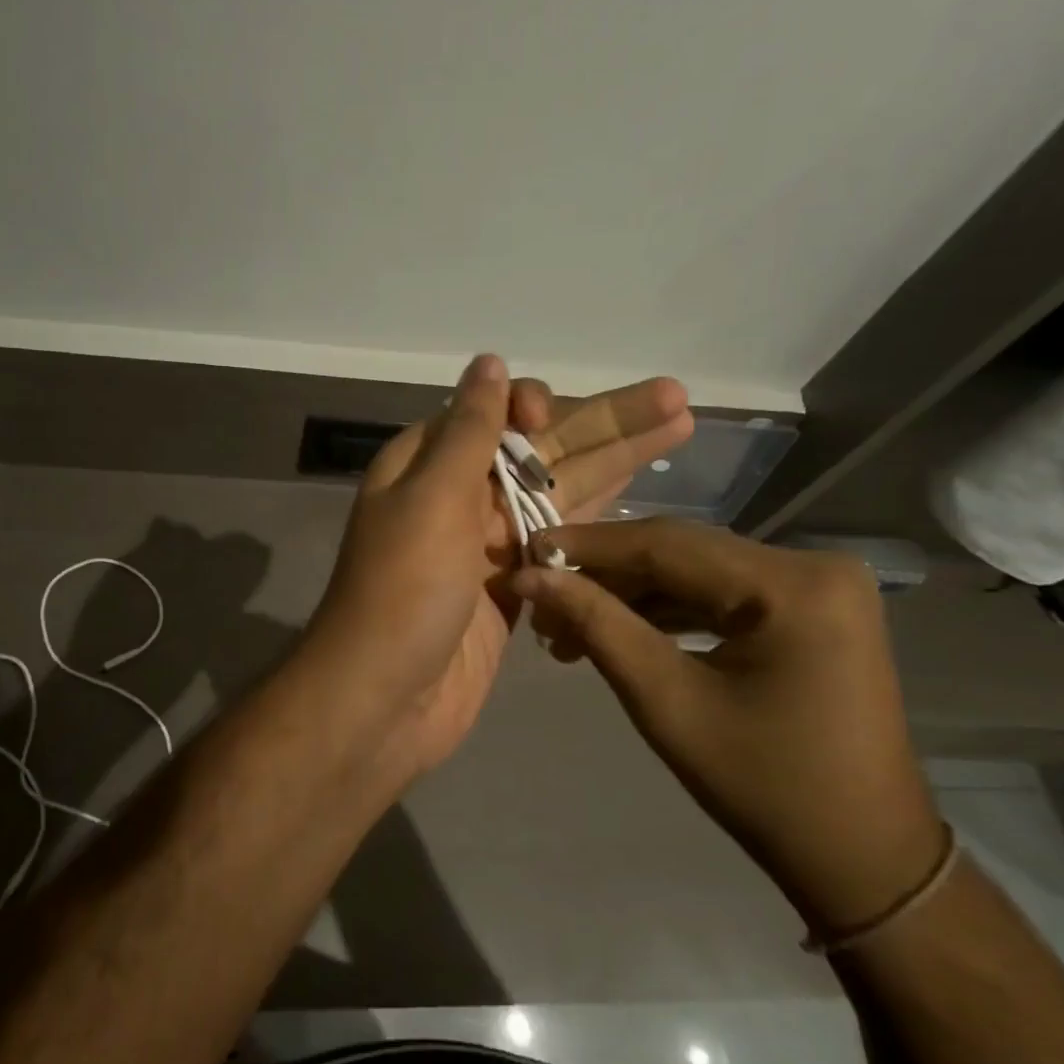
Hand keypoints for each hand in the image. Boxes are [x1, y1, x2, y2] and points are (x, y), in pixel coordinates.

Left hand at [306, 355, 691, 776]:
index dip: (533, 407)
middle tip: (676, 398)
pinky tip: (639, 494)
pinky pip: (561, 541)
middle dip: (604, 424)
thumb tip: (488, 362)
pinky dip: (597, 520)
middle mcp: (459, 497)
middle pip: (540, 450)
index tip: (553, 416)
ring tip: (680, 428)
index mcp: (428, 465)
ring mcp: (488, 545)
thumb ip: (467, 431)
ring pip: (559, 492)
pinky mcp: (513, 588)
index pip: (491, 415)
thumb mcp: (431, 498)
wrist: (383, 701)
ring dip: (615, 462)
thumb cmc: (402, 592)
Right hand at [509, 519, 944, 936]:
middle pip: (681, 552)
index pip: (666, 544)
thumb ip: (597, 625)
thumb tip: (529, 576)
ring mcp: (816, 584)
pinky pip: (720, 592)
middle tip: (540, 599)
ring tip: (566, 627)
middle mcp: (813, 566)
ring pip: (695, 570)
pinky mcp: (809, 606)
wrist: (861, 856)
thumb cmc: (763, 787)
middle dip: (605, 575)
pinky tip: (618, 628)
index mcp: (792, 586)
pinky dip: (666, 609)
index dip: (587, 547)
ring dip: (630, 595)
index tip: (525, 552)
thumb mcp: (666, 703)